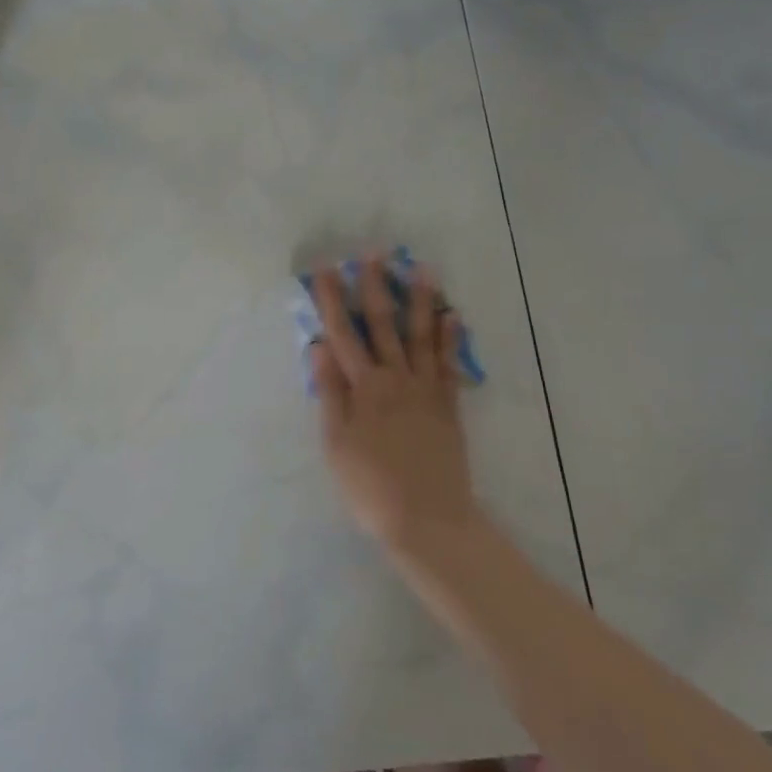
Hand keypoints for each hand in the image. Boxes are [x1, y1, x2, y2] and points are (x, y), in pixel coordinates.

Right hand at [310, 257, 478, 555]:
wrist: (427, 519)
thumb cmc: (369, 486)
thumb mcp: (335, 443)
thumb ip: (329, 392)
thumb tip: (318, 346)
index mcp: (362, 388)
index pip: (342, 333)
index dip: (332, 300)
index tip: (326, 269)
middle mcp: (394, 378)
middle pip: (382, 324)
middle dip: (375, 286)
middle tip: (375, 253)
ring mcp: (425, 389)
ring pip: (421, 335)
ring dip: (419, 300)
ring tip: (421, 268)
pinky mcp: (448, 405)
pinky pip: (449, 363)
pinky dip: (451, 337)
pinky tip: (452, 314)